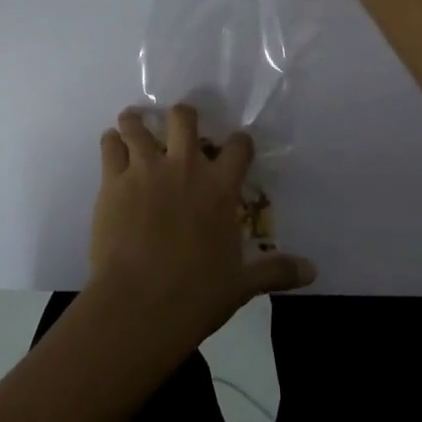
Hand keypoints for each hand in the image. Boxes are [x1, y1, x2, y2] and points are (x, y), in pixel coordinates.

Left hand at [89, 104, 316, 350]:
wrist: (141, 304)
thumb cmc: (197, 294)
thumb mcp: (242, 284)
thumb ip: (275, 271)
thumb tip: (312, 272)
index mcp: (219, 187)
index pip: (238, 147)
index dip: (240, 143)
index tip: (237, 146)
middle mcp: (184, 167)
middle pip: (183, 118)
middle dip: (182, 117)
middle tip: (178, 128)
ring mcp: (145, 170)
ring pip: (137, 125)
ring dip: (136, 123)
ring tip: (134, 126)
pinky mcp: (113, 181)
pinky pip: (109, 146)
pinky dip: (111, 143)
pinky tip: (112, 147)